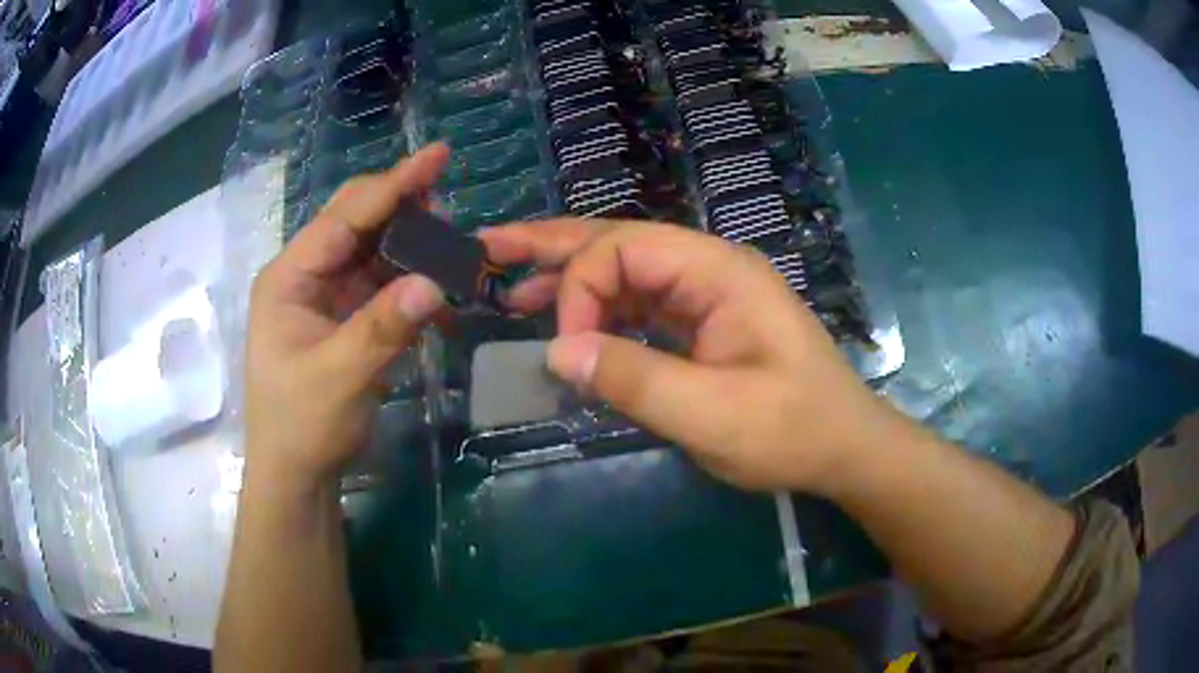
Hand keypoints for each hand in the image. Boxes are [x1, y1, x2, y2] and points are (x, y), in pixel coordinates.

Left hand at [244, 144, 448, 490]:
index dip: (393, 185)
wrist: (296, 474)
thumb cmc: (302, 425)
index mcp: (289, 277)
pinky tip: (441, 291)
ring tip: (453, 245)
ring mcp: (326, 297)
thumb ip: (383, 326)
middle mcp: (306, 276)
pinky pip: (382, 287)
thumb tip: (436, 281)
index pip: (344, 217)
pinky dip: (411, 284)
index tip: (438, 156)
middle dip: (403, 208)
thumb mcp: (339, 377)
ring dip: (412, 247)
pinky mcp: (345, 318)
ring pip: (374, 252)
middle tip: (450, 204)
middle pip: (357, 223)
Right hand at [481, 220, 894, 493]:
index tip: (567, 351)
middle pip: (618, 242)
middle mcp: (709, 269)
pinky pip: (640, 305)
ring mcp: (707, 295)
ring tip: (512, 286)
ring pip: (625, 271)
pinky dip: (598, 312)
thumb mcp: (713, 415)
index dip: (581, 291)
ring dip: (569, 278)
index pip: (625, 249)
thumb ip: (635, 379)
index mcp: (718, 272)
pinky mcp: (704, 323)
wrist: (844, 448)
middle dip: (552, 244)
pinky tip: (567, 326)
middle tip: (491, 245)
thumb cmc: (792, 431)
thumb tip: (556, 352)